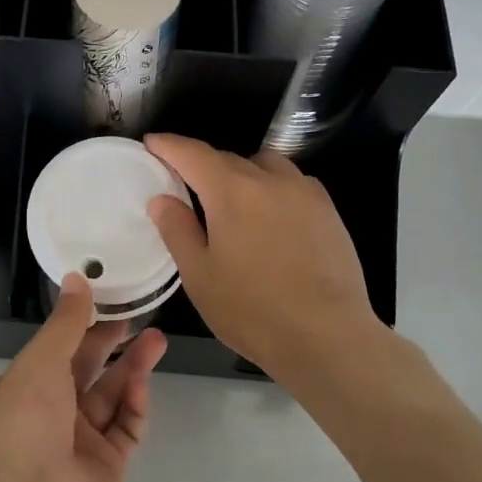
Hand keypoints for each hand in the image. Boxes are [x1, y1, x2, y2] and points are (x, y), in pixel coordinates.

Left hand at [0, 273, 163, 481]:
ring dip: (133, 368)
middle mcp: (53, 411)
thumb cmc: (27, 417)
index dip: (84, 325)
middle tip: (140, 317)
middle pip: (89, 369)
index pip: (59, 348)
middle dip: (114, 343)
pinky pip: (125, 427)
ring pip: (112, 395)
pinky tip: (142, 382)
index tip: (109, 301)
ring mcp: (81, 439)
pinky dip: (135, 404)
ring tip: (158, 339)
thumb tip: (76, 278)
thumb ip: (66, 321)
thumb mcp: (42, 359)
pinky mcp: (108, 464)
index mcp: (28, 385)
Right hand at [144, 133, 384, 385]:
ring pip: (265, 165)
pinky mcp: (329, 211)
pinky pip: (292, 184)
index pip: (193, 153)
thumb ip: (177, 230)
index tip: (152, 143)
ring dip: (242, 173)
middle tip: (184, 183)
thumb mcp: (199, 275)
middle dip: (202, 164)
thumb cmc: (252, 310)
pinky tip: (270, 217)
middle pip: (228, 158)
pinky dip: (272, 188)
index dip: (169, 145)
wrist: (328, 338)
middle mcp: (270, 180)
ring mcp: (305, 193)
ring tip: (231, 200)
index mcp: (232, 191)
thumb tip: (162, 199)